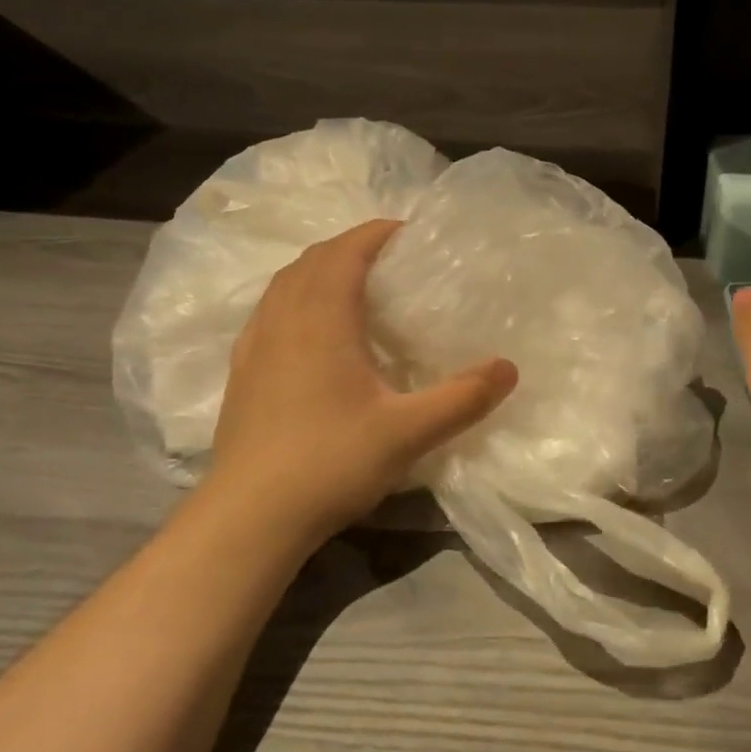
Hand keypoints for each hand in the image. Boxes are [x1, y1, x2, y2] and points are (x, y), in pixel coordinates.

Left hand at [206, 219, 517, 541]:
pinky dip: (294, 299)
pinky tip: (310, 331)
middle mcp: (282, 318)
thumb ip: (462, 398)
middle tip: (389, 259)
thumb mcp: (408, 432)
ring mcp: (255, 345)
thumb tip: (509, 368)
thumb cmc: (329, 462)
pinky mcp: (241, 372)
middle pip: (313, 259)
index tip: (409, 234)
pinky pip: (269, 312)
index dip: (376, 233)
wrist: (248, 518)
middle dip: (350, 247)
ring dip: (319, 270)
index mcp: (321, 318)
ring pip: (285, 283)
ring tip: (352, 285)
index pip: (346, 251)